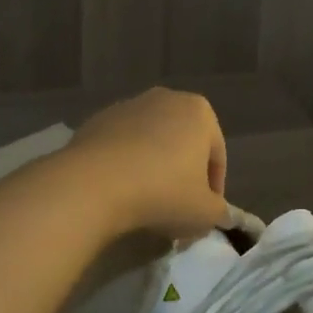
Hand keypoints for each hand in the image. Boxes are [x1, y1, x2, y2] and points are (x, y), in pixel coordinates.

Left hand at [64, 87, 227, 240]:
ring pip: (150, 143)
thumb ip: (218, 211)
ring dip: (153, 168)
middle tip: (178, 208)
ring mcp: (127, 106)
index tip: (204, 214)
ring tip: (146, 202)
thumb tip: (216, 212)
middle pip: (182, 143)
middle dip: (182, 174)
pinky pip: (121, 147)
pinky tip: (120, 191)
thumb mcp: (205, 213)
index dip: (214, 189)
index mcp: (199, 111)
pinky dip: (125, 165)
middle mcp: (165, 98)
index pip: (216, 155)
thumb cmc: (163, 192)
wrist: (95, 183)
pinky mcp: (97, 120)